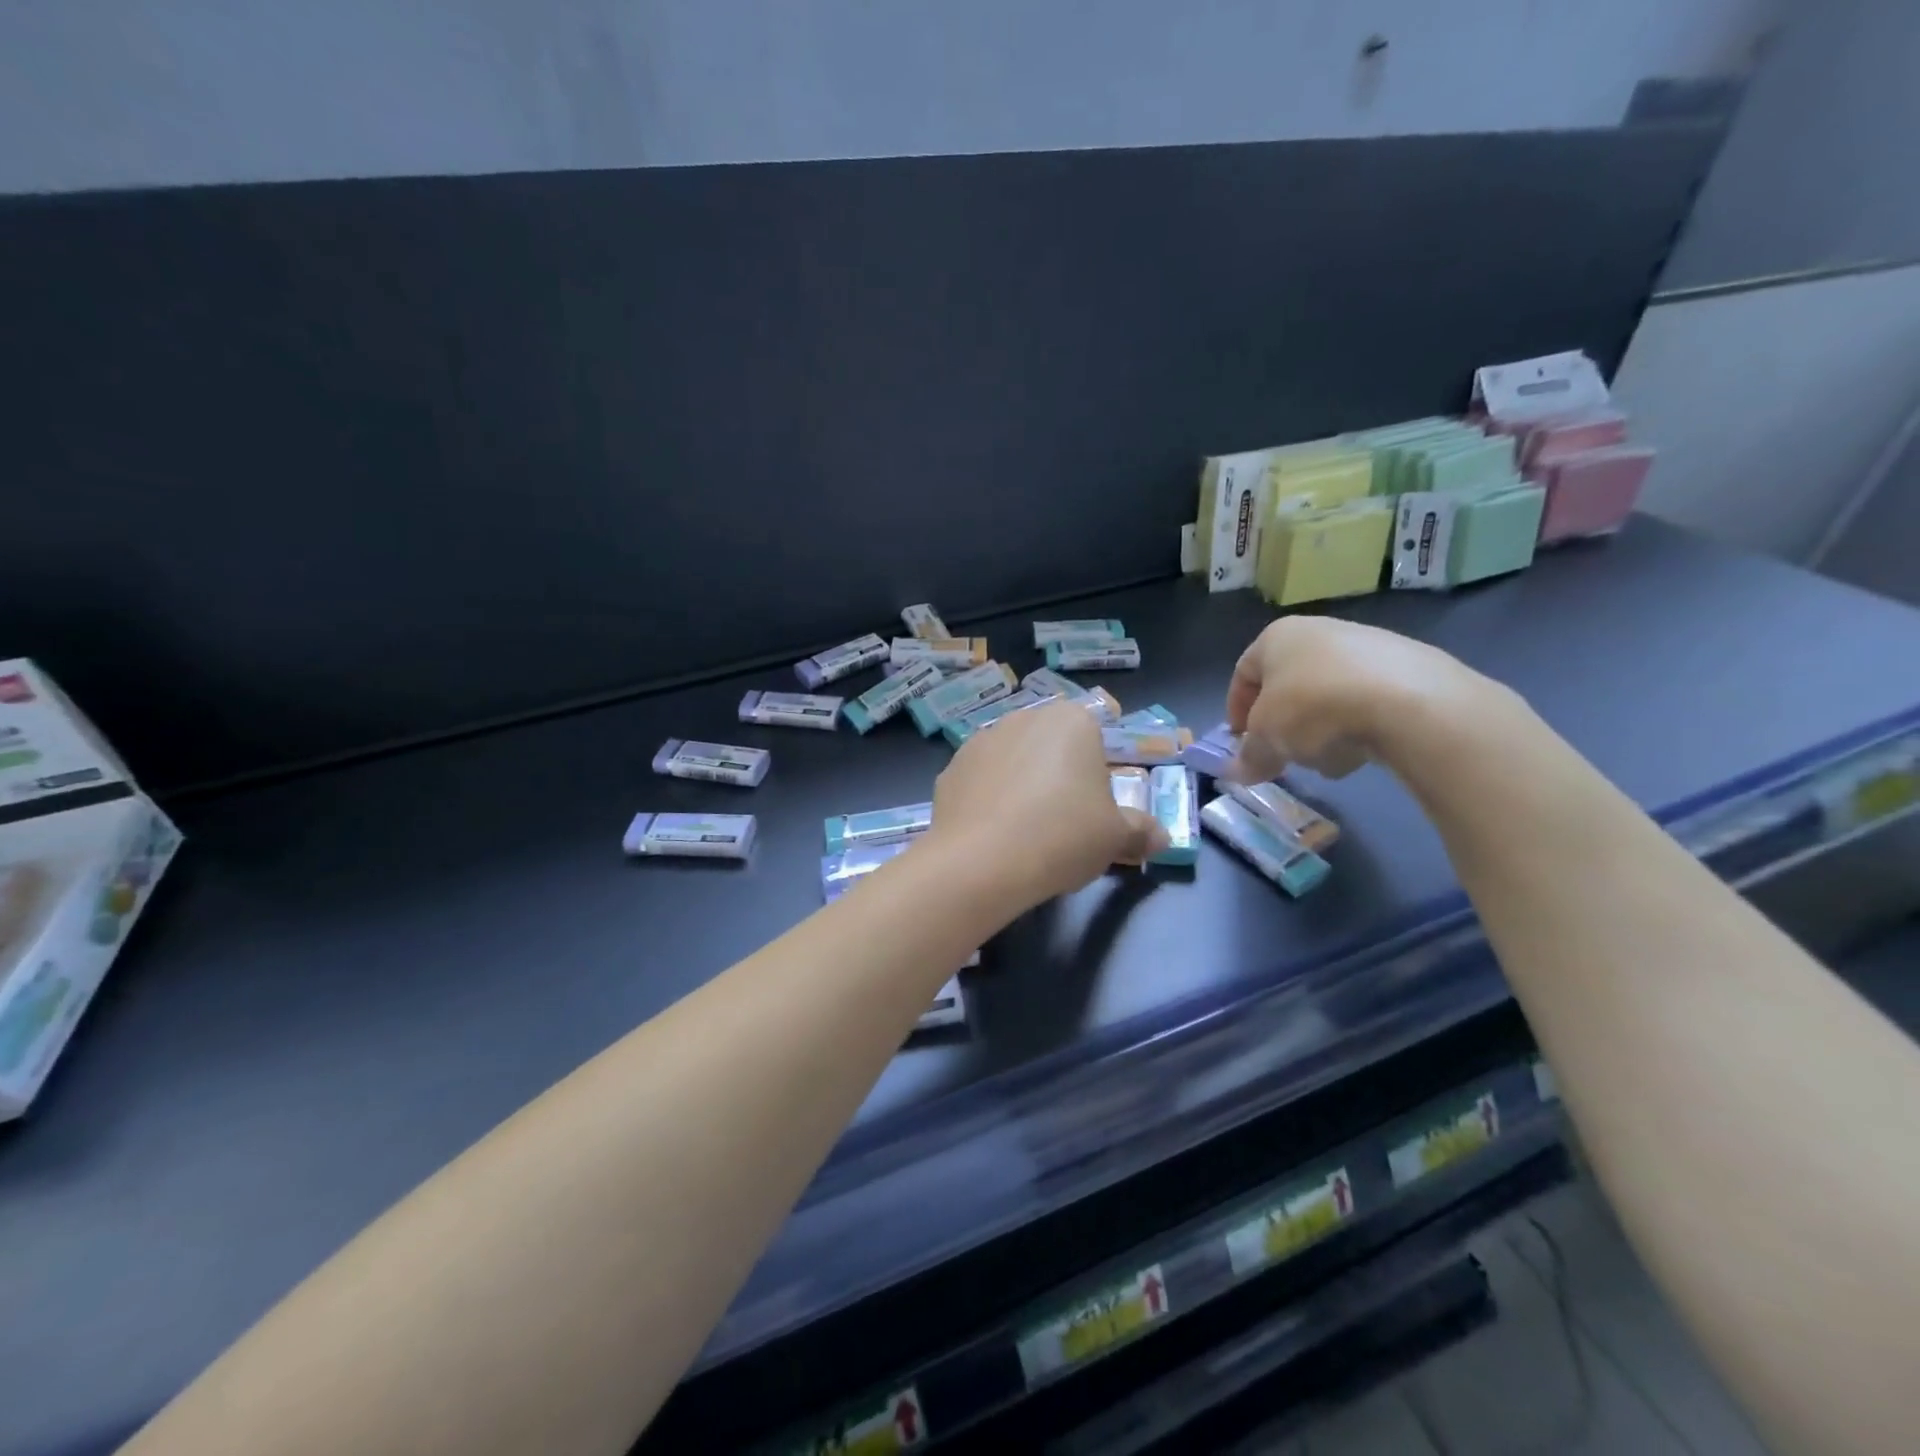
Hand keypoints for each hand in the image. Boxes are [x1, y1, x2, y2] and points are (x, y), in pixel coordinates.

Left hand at [925, 700, 1166, 912]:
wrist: (981, 862)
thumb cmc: (1063, 836)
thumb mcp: (1116, 838)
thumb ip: (1141, 831)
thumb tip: (1161, 838)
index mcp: (1071, 721)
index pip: (1094, 737)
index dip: (1096, 774)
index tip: (1093, 810)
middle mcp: (1023, 718)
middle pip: (1050, 746)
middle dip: (1058, 776)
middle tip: (1063, 822)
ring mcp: (980, 741)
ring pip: (1013, 761)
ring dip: (1020, 786)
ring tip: (1024, 833)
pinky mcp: (949, 769)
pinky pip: (980, 783)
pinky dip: (988, 801)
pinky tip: (992, 835)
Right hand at [1224, 617, 1488, 782]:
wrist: (1408, 701)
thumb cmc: (1313, 707)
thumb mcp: (1266, 739)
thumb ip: (1249, 756)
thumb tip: (1238, 772)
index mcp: (1277, 637)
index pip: (1243, 673)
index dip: (1236, 711)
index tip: (1242, 743)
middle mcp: (1319, 631)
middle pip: (1288, 685)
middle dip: (1283, 724)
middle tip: (1283, 755)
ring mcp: (1367, 645)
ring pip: (1327, 695)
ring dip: (1319, 729)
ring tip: (1327, 759)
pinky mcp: (1407, 667)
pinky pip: (1366, 701)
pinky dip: (1357, 725)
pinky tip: (1363, 751)